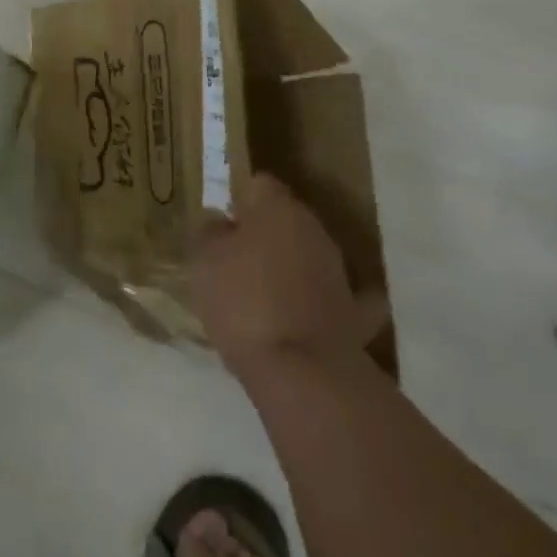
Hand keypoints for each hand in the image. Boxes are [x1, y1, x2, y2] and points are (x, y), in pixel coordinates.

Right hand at [190, 173, 377, 377]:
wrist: (304, 372)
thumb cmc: (245, 302)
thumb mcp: (205, 261)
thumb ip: (209, 231)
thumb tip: (218, 220)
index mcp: (279, 208)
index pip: (259, 184)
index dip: (238, 199)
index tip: (221, 223)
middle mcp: (314, 229)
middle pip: (284, 219)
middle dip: (262, 234)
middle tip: (233, 260)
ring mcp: (337, 271)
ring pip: (304, 255)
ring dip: (285, 267)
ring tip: (256, 297)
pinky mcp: (350, 312)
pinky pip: (323, 297)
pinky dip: (310, 302)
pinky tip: (293, 320)